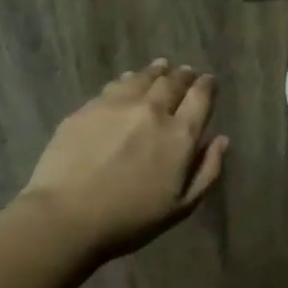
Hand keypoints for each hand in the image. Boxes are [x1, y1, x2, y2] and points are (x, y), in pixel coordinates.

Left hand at [21, 60, 229, 259]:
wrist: (67, 216)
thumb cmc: (130, 220)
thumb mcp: (182, 206)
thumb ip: (207, 171)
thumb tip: (221, 139)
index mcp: (180, 135)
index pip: (201, 97)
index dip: (207, 86)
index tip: (208, 82)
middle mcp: (152, 110)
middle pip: (173, 82)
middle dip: (183, 76)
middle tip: (186, 73)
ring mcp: (117, 105)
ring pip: (143, 78)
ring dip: (157, 72)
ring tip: (161, 68)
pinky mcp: (88, 107)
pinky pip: (115, 85)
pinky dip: (129, 80)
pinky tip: (128, 81)